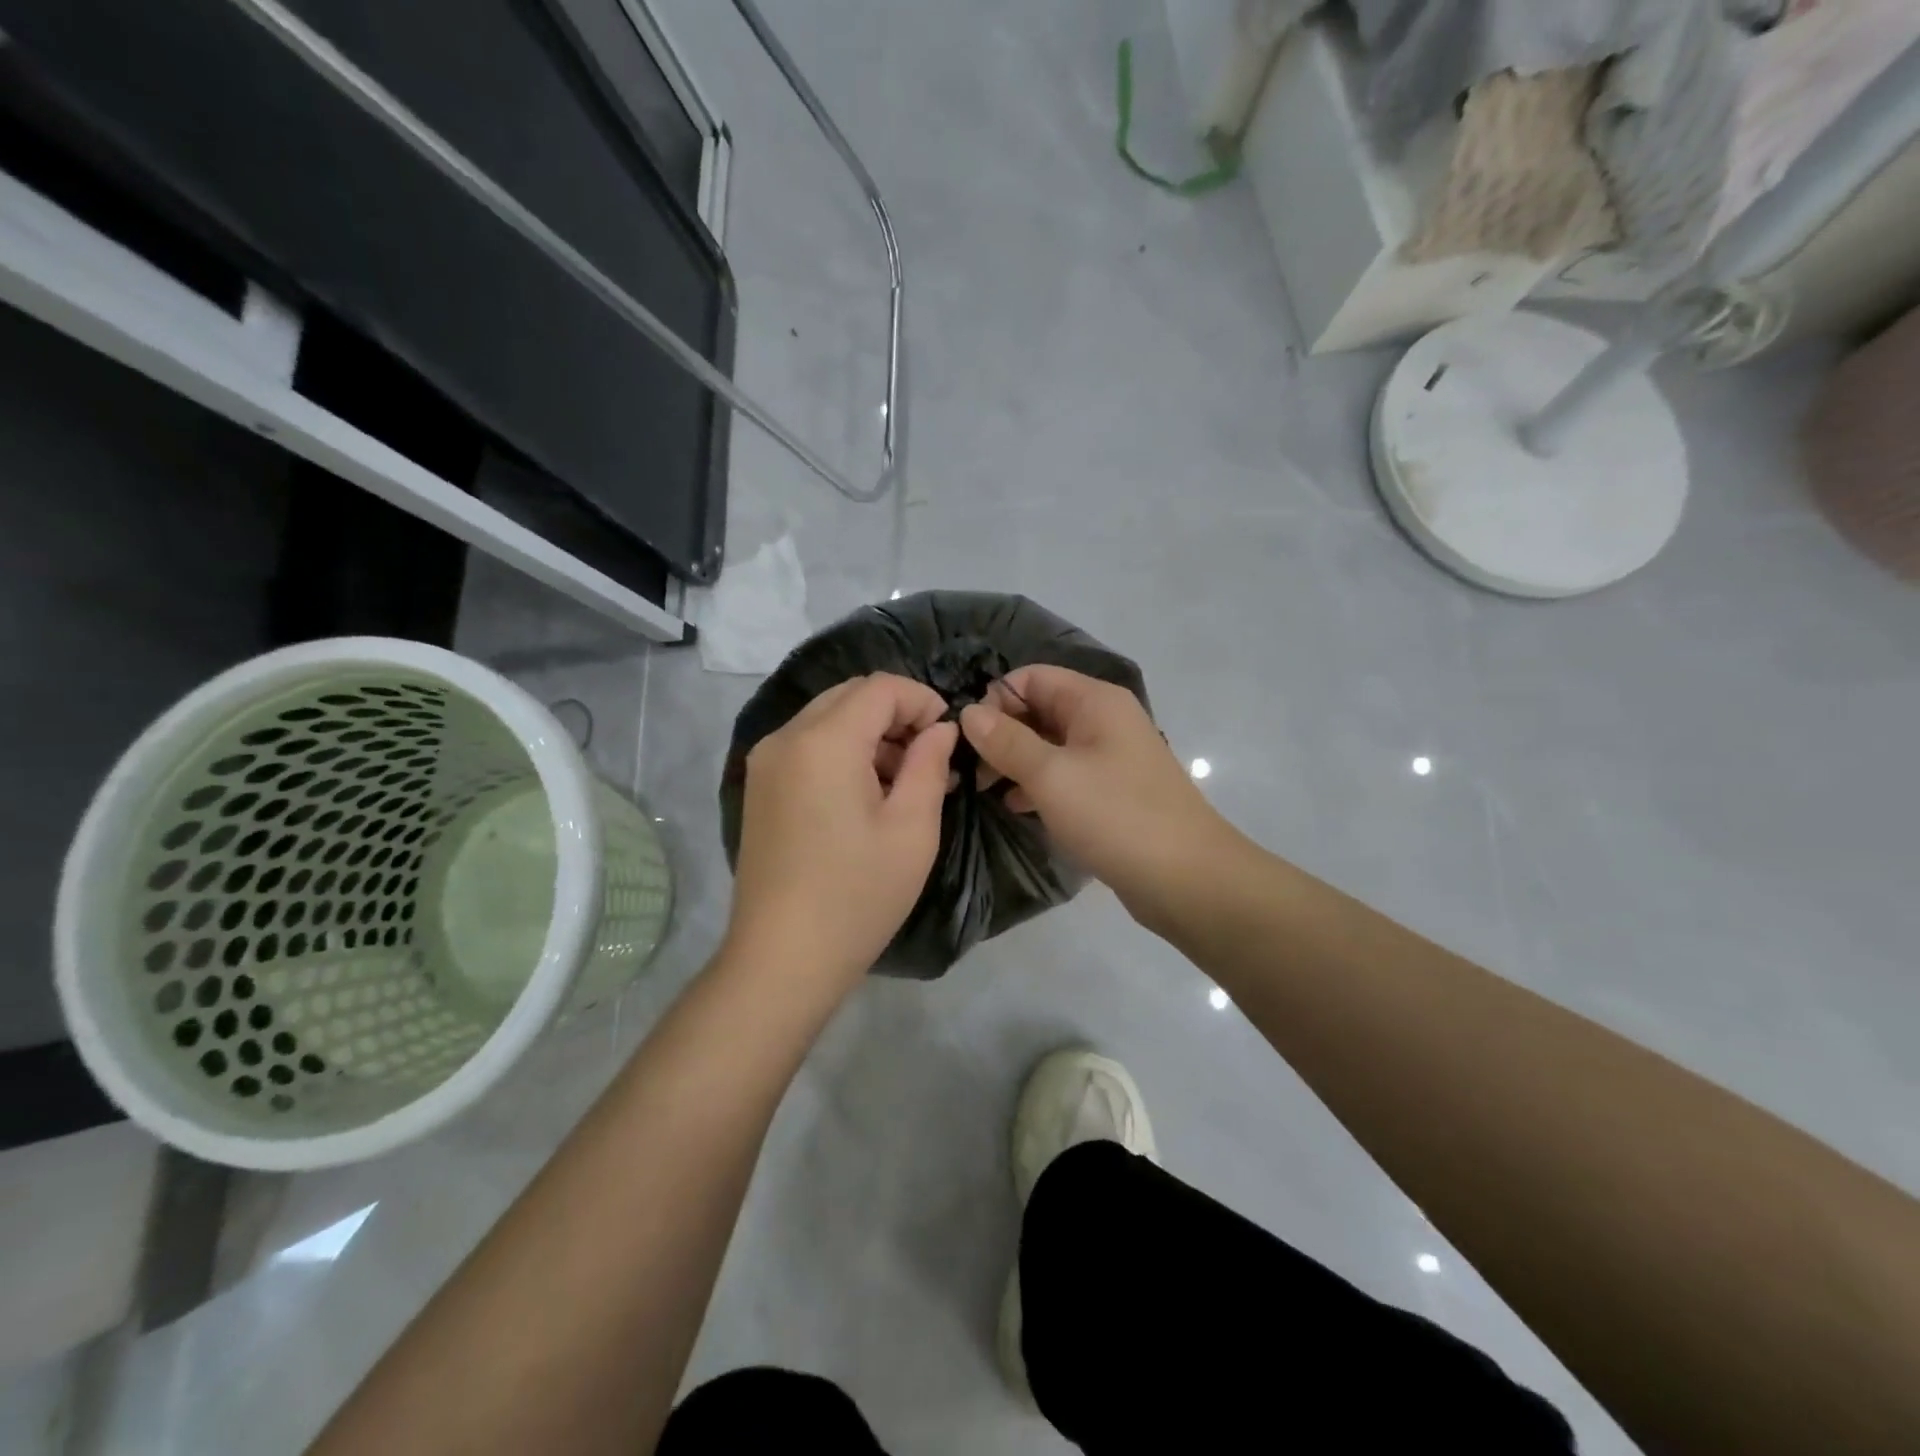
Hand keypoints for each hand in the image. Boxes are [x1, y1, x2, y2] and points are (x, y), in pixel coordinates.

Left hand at [726, 673, 957, 992]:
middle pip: (850, 696)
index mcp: (824, 741)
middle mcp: (786, 737)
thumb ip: (930, 764)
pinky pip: (808, 746)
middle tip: (930, 758)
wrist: (782, 958)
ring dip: (869, 733)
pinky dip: (843, 752)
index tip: (948, 735)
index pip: (880, 687)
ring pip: (827, 719)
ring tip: (906, 781)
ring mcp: (765, 763)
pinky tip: (867, 794)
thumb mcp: (912, 829)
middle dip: (896, 714)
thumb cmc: (857, 895)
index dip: (921, 699)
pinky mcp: (760, 787)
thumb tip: (939, 729)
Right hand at [959, 666, 1235, 925]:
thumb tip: (969, 712)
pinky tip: (1015, 808)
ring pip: (1049, 745)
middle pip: (1039, 709)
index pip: (1031, 678)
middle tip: (971, 771)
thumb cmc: (1117, 817)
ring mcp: (1110, 757)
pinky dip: (1037, 785)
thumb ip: (1007, 741)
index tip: (968, 739)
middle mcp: (1104, 720)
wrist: (1187, 879)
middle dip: (1002, 734)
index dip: (995, 700)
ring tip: (984, 791)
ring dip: (1015, 762)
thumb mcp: (1052, 776)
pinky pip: (1064, 775)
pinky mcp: (1111, 791)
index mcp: (1095, 701)